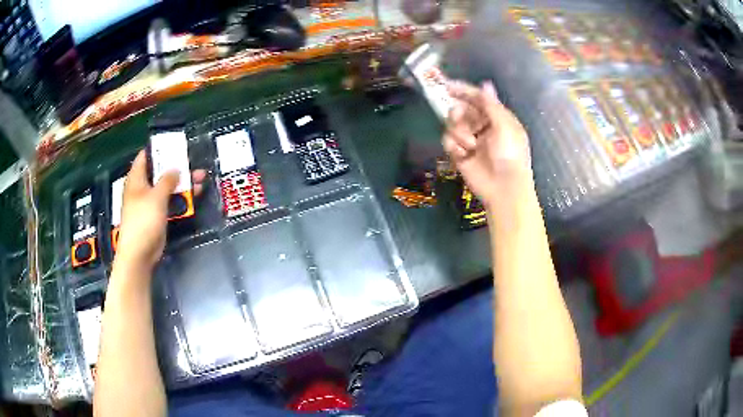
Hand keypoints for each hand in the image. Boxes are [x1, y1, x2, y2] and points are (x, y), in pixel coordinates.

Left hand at [114, 150, 206, 273]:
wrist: (139, 254)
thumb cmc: (143, 221)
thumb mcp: (156, 196)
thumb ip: (167, 180)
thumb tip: (175, 168)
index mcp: (137, 179)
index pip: (145, 157)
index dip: (158, 149)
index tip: (174, 144)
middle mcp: (142, 188)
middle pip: (160, 172)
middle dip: (177, 167)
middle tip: (194, 162)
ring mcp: (150, 203)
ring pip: (168, 188)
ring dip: (183, 183)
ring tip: (201, 178)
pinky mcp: (158, 216)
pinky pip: (170, 202)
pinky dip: (181, 198)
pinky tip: (195, 195)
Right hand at [443, 81, 532, 206]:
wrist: (504, 188)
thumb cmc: (510, 154)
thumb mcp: (504, 126)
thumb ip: (491, 105)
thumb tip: (485, 83)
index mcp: (496, 118)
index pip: (478, 99)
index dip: (463, 91)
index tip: (447, 86)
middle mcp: (482, 126)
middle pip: (461, 109)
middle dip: (458, 113)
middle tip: (459, 117)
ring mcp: (470, 140)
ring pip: (452, 125)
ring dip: (459, 132)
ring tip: (470, 144)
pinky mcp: (460, 154)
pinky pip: (448, 141)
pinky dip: (454, 146)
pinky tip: (463, 154)